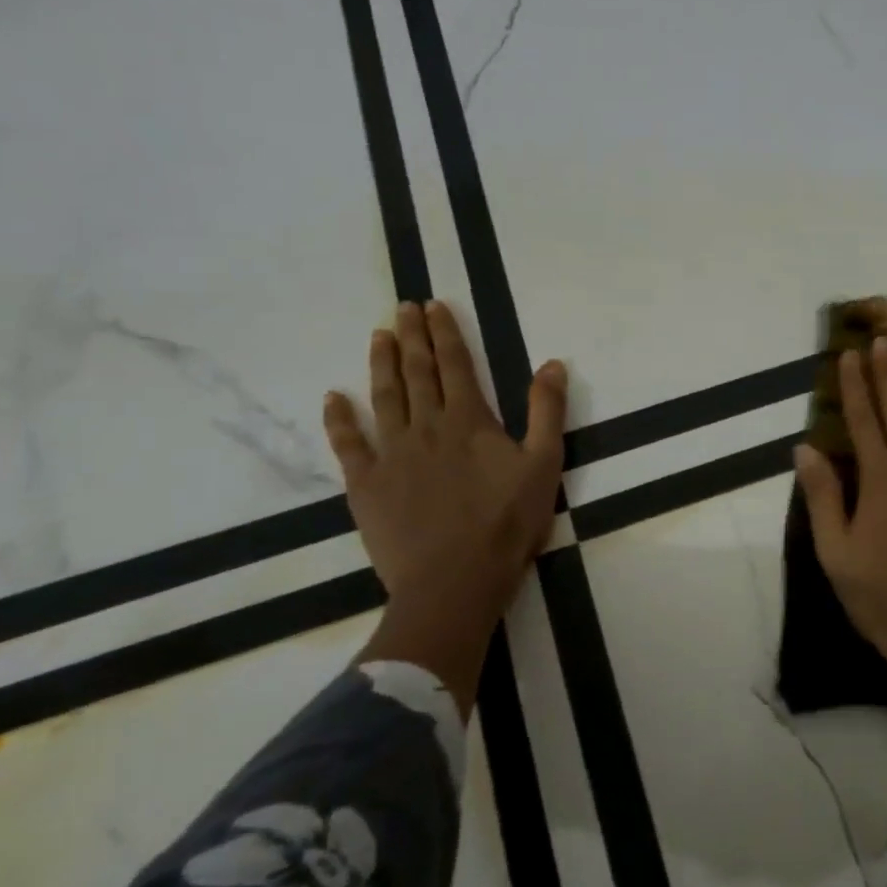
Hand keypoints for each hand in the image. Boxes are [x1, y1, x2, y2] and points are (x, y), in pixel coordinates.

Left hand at [323, 301, 565, 624]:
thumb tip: (552, 364)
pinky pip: (348, 444)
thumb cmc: (507, 523)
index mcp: (468, 420)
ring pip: (383, 397)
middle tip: (403, 307)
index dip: (445, 333)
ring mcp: (390, 454)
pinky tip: (334, 398)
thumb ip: (547, 412)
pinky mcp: (365, 484)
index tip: (434, 305)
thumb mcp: (544, 464)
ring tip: (378, 335)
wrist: (454, 580)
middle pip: (416, 372)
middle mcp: (425, 426)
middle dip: (411, 336)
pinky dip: (339, 419)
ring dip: (380, 364)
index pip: (455, 365)